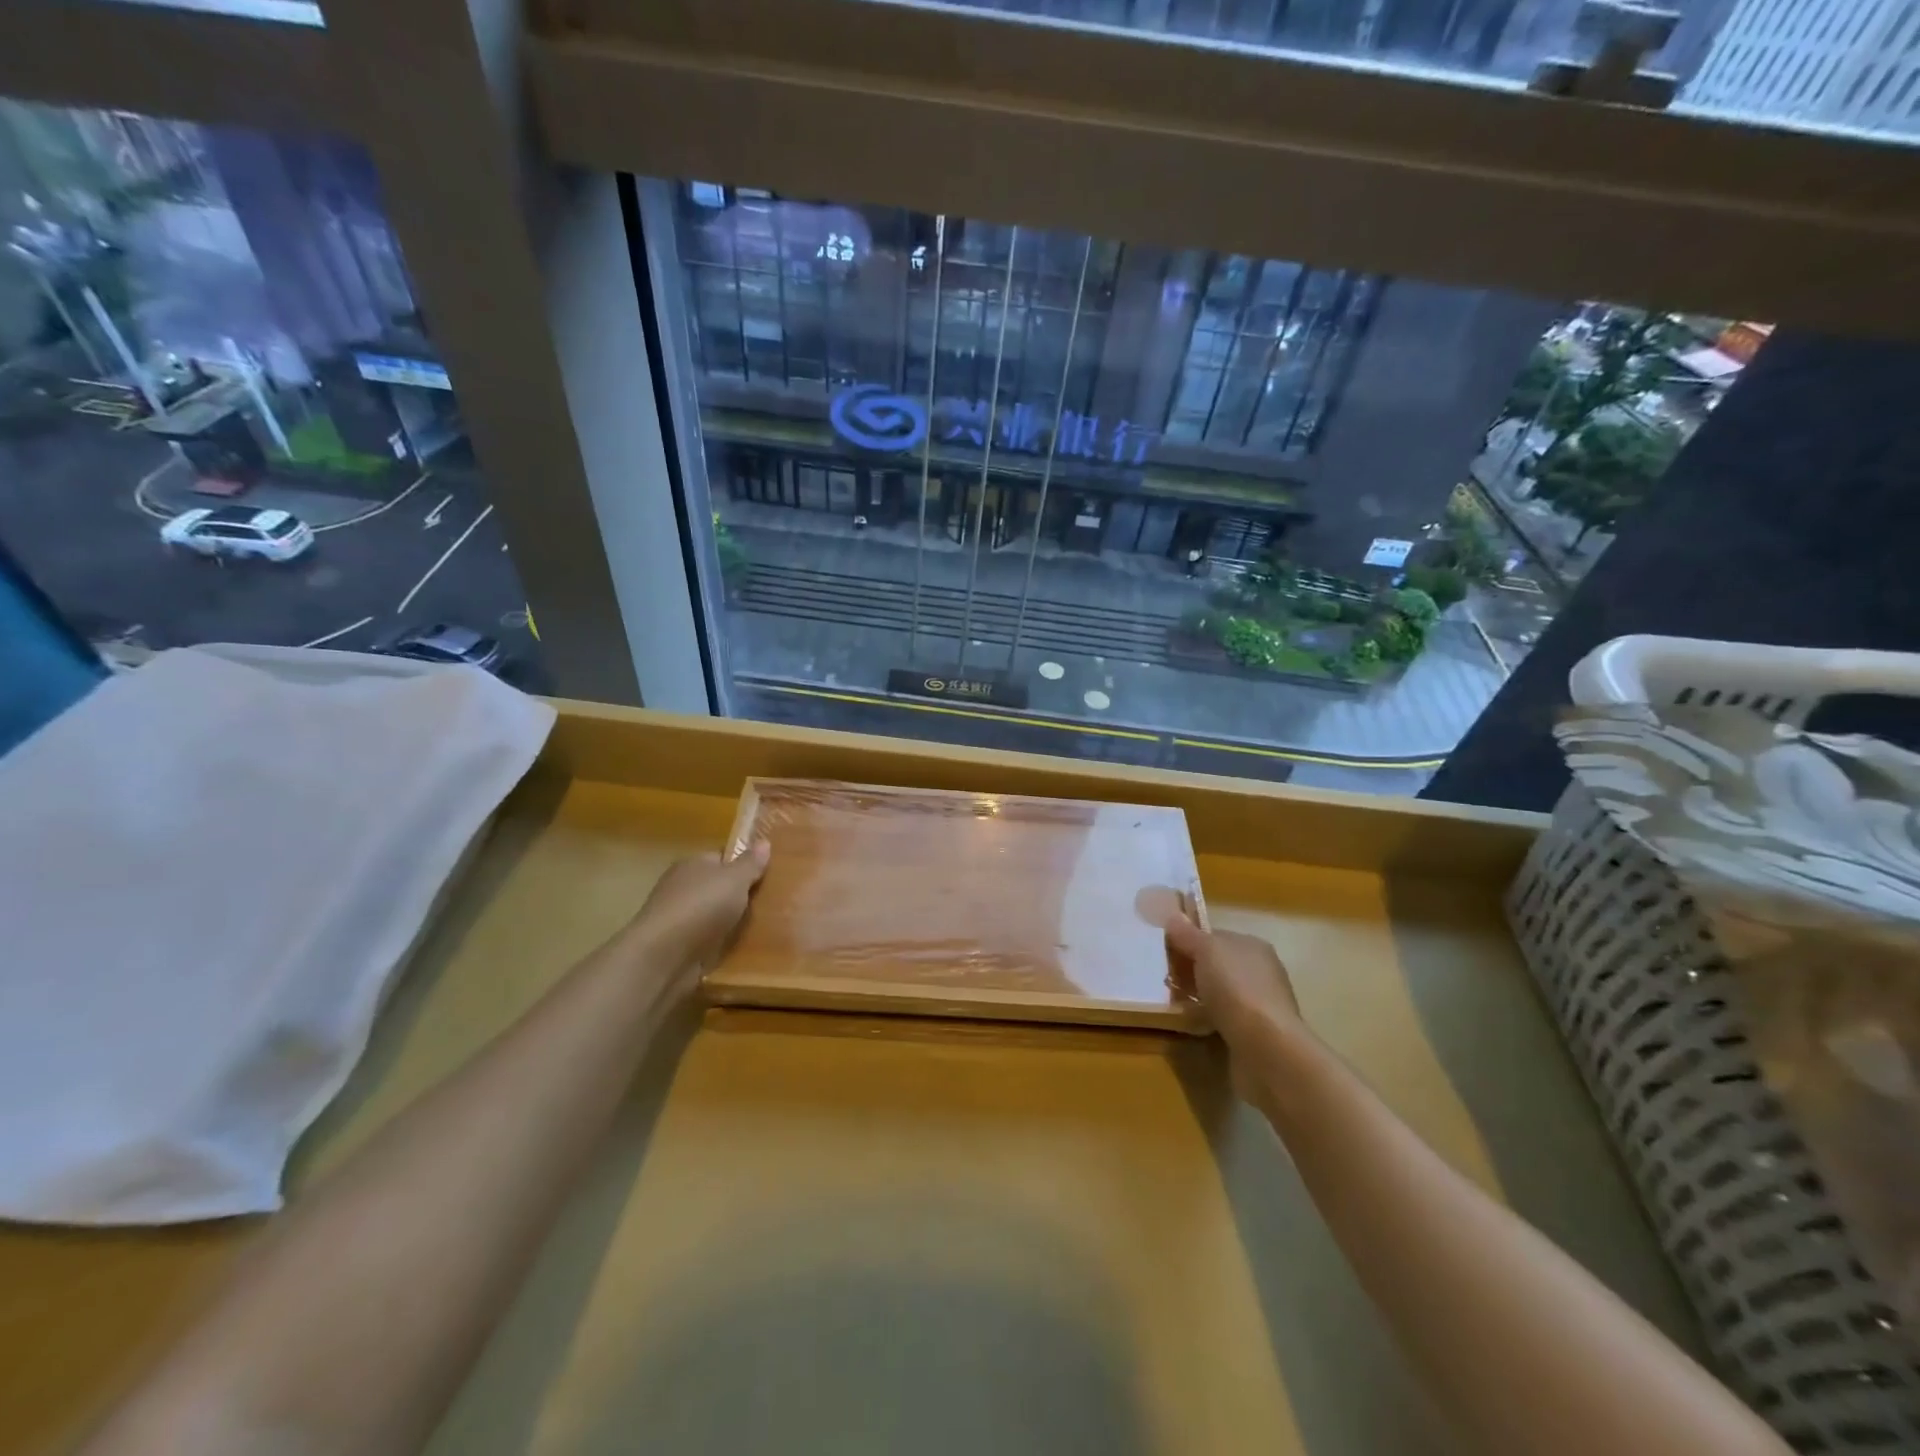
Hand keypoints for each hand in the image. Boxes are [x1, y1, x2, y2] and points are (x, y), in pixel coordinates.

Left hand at [626, 843, 769, 977]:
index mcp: (692, 864)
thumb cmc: (701, 907)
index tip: (770, 873)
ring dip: (732, 922)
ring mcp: (679, 918)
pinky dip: (723, 944)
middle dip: (741, 895)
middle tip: (774, 902)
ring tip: (766, 928)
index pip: (721, 857)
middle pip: (718, 887)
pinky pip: (709, 940)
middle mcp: (682, 887)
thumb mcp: (734, 879)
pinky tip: (744, 949)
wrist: (663, 956)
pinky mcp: (679, 947)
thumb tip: (764, 842)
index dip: (744, 864)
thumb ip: (750, 863)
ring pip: (714, 915)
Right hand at [1165, 913, 1302, 1051]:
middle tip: (1164, 978)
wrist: (1265, 1047)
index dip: (1189, 941)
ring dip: (1197, 995)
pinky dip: (1206, 1018)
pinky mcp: (1254, 1032)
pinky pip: (1223, 1017)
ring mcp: (1259, 1003)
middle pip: (1216, 964)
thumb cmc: (1236, 988)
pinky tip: (1191, 1023)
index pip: (1215, 937)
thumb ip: (1187, 934)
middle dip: (1191, 970)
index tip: (1165, 951)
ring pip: (1219, 992)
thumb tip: (1172, 916)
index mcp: (1253, 946)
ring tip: (1172, 1001)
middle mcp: (1260, 971)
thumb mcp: (1206, 951)